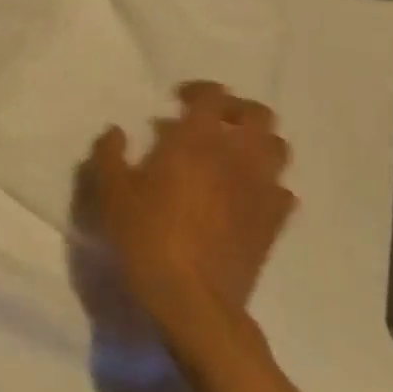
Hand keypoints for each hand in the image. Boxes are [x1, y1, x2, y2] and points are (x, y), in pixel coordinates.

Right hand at [81, 81, 295, 340]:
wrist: (192, 301)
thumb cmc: (146, 237)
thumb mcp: (111, 192)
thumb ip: (109, 154)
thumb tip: (116, 132)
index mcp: (196, 140)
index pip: (213, 96)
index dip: (199, 90)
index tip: (178, 100)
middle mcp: (237, 156)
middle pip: (258, 115)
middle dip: (237, 110)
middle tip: (212, 122)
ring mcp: (261, 190)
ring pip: (278, 148)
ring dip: (257, 142)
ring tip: (232, 154)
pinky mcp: (274, 223)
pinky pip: (283, 190)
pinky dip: (267, 183)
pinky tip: (245, 195)